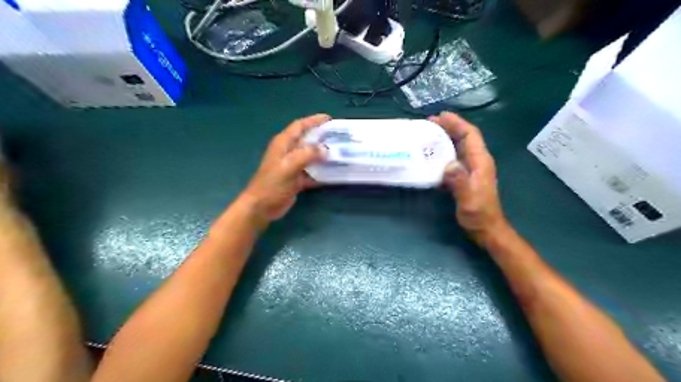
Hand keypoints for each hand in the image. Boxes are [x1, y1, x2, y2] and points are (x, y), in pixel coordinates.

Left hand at [238, 113, 329, 226]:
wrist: (262, 207)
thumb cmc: (272, 184)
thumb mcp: (289, 166)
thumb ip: (307, 155)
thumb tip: (326, 149)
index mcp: (283, 143)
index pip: (299, 126)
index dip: (313, 120)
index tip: (329, 119)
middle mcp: (288, 152)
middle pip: (307, 139)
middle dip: (322, 137)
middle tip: (339, 136)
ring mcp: (292, 166)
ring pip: (310, 156)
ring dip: (323, 154)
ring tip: (340, 153)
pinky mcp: (296, 179)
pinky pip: (311, 172)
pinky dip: (321, 172)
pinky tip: (333, 173)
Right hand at [428, 112, 507, 241]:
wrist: (486, 228)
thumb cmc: (479, 214)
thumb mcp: (468, 199)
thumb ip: (460, 181)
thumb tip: (448, 164)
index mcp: (481, 162)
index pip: (471, 135)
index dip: (457, 123)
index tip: (440, 116)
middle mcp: (478, 161)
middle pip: (465, 137)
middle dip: (450, 127)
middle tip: (429, 122)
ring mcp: (473, 168)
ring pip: (460, 146)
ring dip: (446, 137)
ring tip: (429, 134)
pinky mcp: (467, 176)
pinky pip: (455, 157)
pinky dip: (445, 151)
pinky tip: (433, 154)